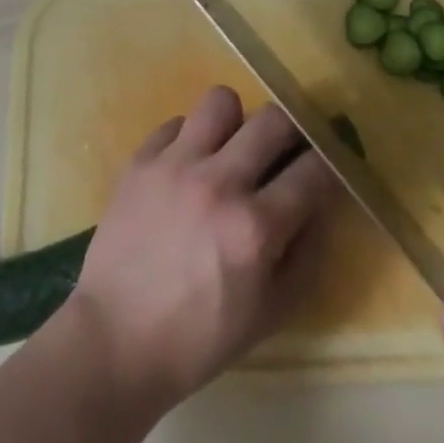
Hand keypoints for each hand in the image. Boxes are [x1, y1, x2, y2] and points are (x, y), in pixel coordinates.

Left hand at [69, 86, 339, 407]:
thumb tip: (321, 205)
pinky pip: (176, 122)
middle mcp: (219, 183)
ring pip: (221, 101)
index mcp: (255, 228)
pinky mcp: (141, 160)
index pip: (314, 170)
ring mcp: (175, 165)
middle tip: (282, 154)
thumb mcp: (270, 314)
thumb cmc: (199, 339)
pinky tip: (187, 167)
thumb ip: (306, 255)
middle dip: (290, 133)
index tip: (325, 169)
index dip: (329, 165)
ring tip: (229, 150)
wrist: (114, 341)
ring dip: (235, 123)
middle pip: (274, 119)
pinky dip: (189, 139)